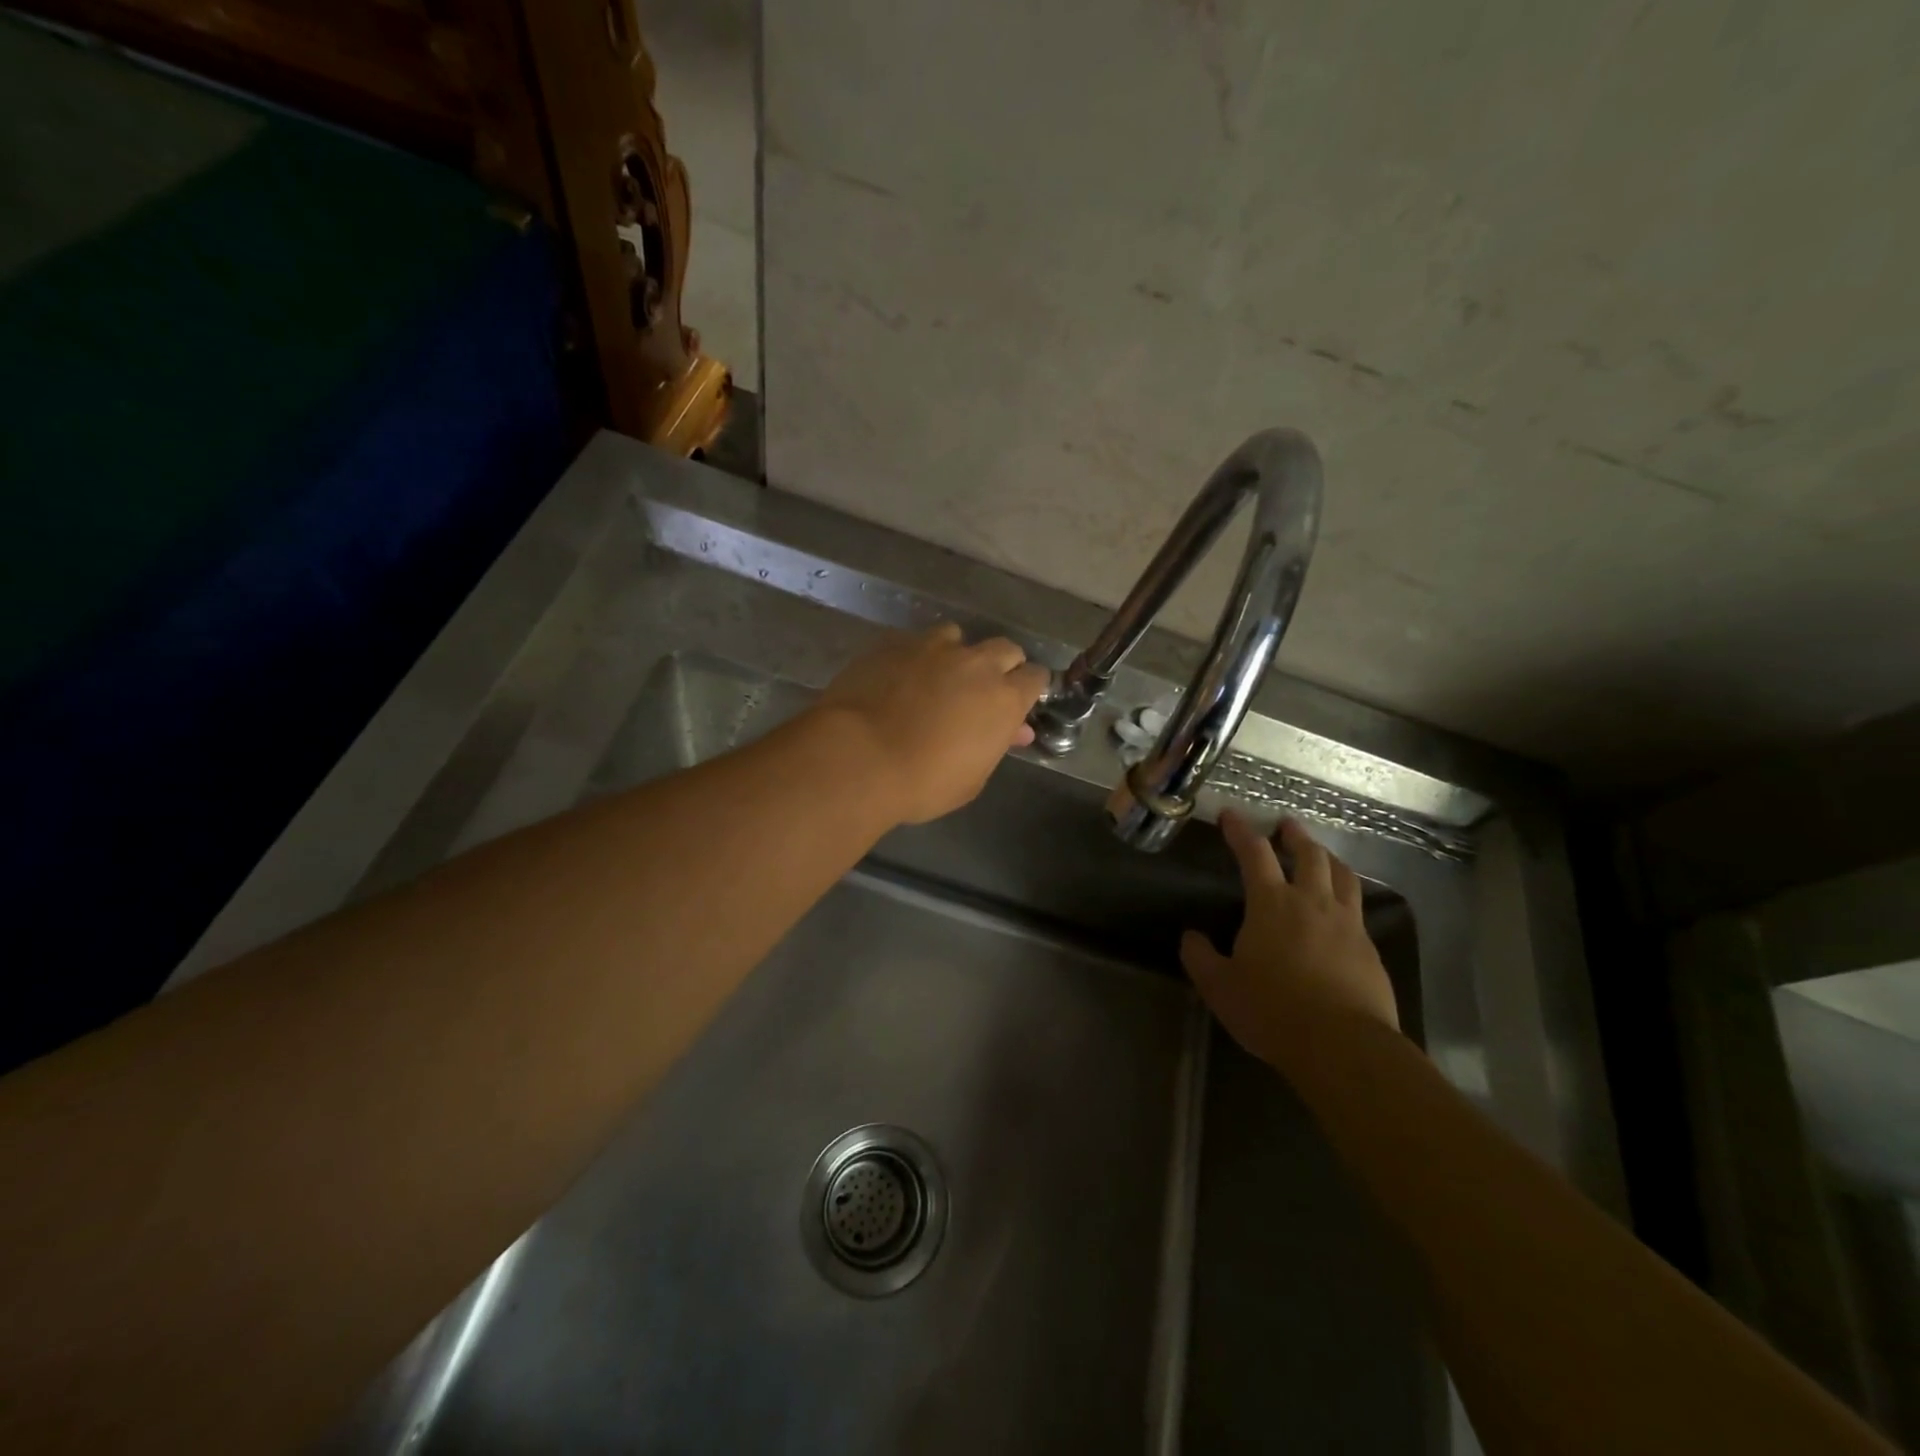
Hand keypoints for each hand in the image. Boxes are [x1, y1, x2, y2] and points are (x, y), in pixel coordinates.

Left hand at [816, 623, 1049, 824]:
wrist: (860, 757)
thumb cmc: (923, 783)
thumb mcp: (972, 778)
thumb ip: (996, 745)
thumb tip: (1015, 729)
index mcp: (1004, 699)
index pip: (1036, 678)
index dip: (1029, 688)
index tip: (1018, 702)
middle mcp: (976, 664)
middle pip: (1004, 649)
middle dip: (1001, 665)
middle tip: (982, 690)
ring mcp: (933, 648)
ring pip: (958, 636)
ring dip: (956, 654)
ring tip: (938, 677)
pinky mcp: (894, 643)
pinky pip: (914, 641)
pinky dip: (915, 656)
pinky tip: (900, 676)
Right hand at [1180, 812, 1400, 1064]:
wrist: (1343, 1046)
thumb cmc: (1272, 1010)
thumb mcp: (1219, 987)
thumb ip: (1200, 957)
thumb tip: (1192, 937)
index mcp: (1271, 904)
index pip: (1254, 853)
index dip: (1240, 831)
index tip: (1231, 815)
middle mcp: (1312, 903)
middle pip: (1309, 855)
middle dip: (1295, 836)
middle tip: (1287, 826)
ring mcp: (1347, 925)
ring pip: (1343, 876)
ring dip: (1329, 859)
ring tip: (1322, 856)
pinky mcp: (1370, 950)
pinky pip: (1359, 910)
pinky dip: (1348, 897)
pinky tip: (1343, 910)